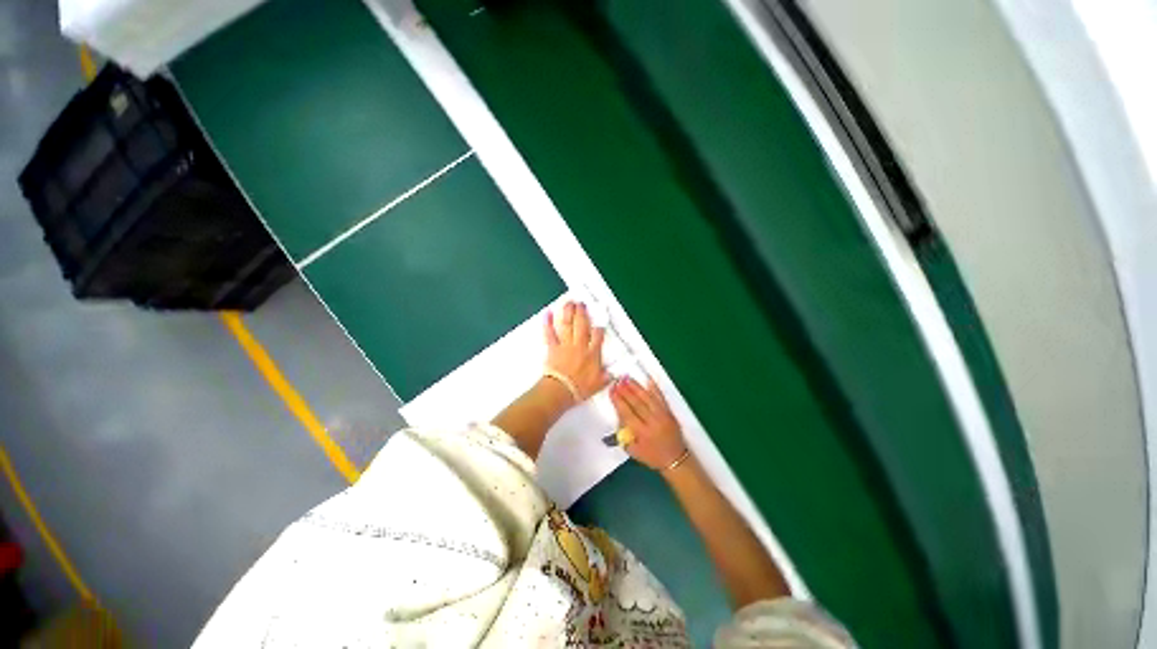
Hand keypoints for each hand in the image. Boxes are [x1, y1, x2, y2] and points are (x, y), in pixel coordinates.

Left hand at [545, 301, 610, 403]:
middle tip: (581, 303)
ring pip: (568, 325)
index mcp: (592, 353)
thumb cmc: (580, 389)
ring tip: (569, 303)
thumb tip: (614, 375)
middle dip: (582, 313)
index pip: (598, 336)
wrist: (561, 391)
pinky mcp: (553, 347)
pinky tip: (547, 313)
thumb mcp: (599, 385)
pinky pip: (550, 333)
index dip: (599, 329)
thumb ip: (606, 377)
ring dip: (569, 312)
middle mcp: (580, 345)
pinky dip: (548, 323)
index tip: (599, 325)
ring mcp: (566, 345)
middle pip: (582, 325)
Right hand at [610, 376, 687, 470]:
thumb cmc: (652, 457)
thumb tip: (619, 417)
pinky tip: (648, 380)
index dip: (618, 401)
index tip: (612, 391)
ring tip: (627, 378)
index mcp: (642, 433)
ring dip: (636, 387)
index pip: (627, 413)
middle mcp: (652, 422)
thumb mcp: (634, 451)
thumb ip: (624, 435)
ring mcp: (662, 416)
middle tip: (617, 381)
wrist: (676, 460)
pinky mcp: (669, 412)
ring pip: (647, 398)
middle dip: (625, 391)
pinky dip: (654, 388)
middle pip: (637, 403)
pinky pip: (661, 398)